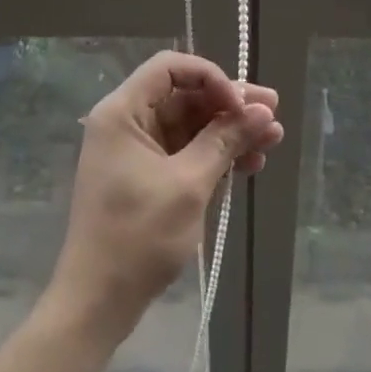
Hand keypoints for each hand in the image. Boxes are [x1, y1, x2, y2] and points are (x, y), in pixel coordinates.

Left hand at [49, 51, 281, 336]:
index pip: (170, 68)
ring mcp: (137, 150)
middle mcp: (128, 122)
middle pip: (184, 96)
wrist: (97, 303)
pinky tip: (251, 163)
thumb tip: (263, 112)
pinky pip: (186, 151)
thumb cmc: (137, 237)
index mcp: (123, 111)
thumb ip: (225, 142)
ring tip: (273, 140)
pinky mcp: (147, 176)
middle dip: (229, 105)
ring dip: (229, 131)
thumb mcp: (188, 185)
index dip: (210, 77)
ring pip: (190, 125)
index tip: (241, 104)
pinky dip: (216, 155)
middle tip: (273, 113)